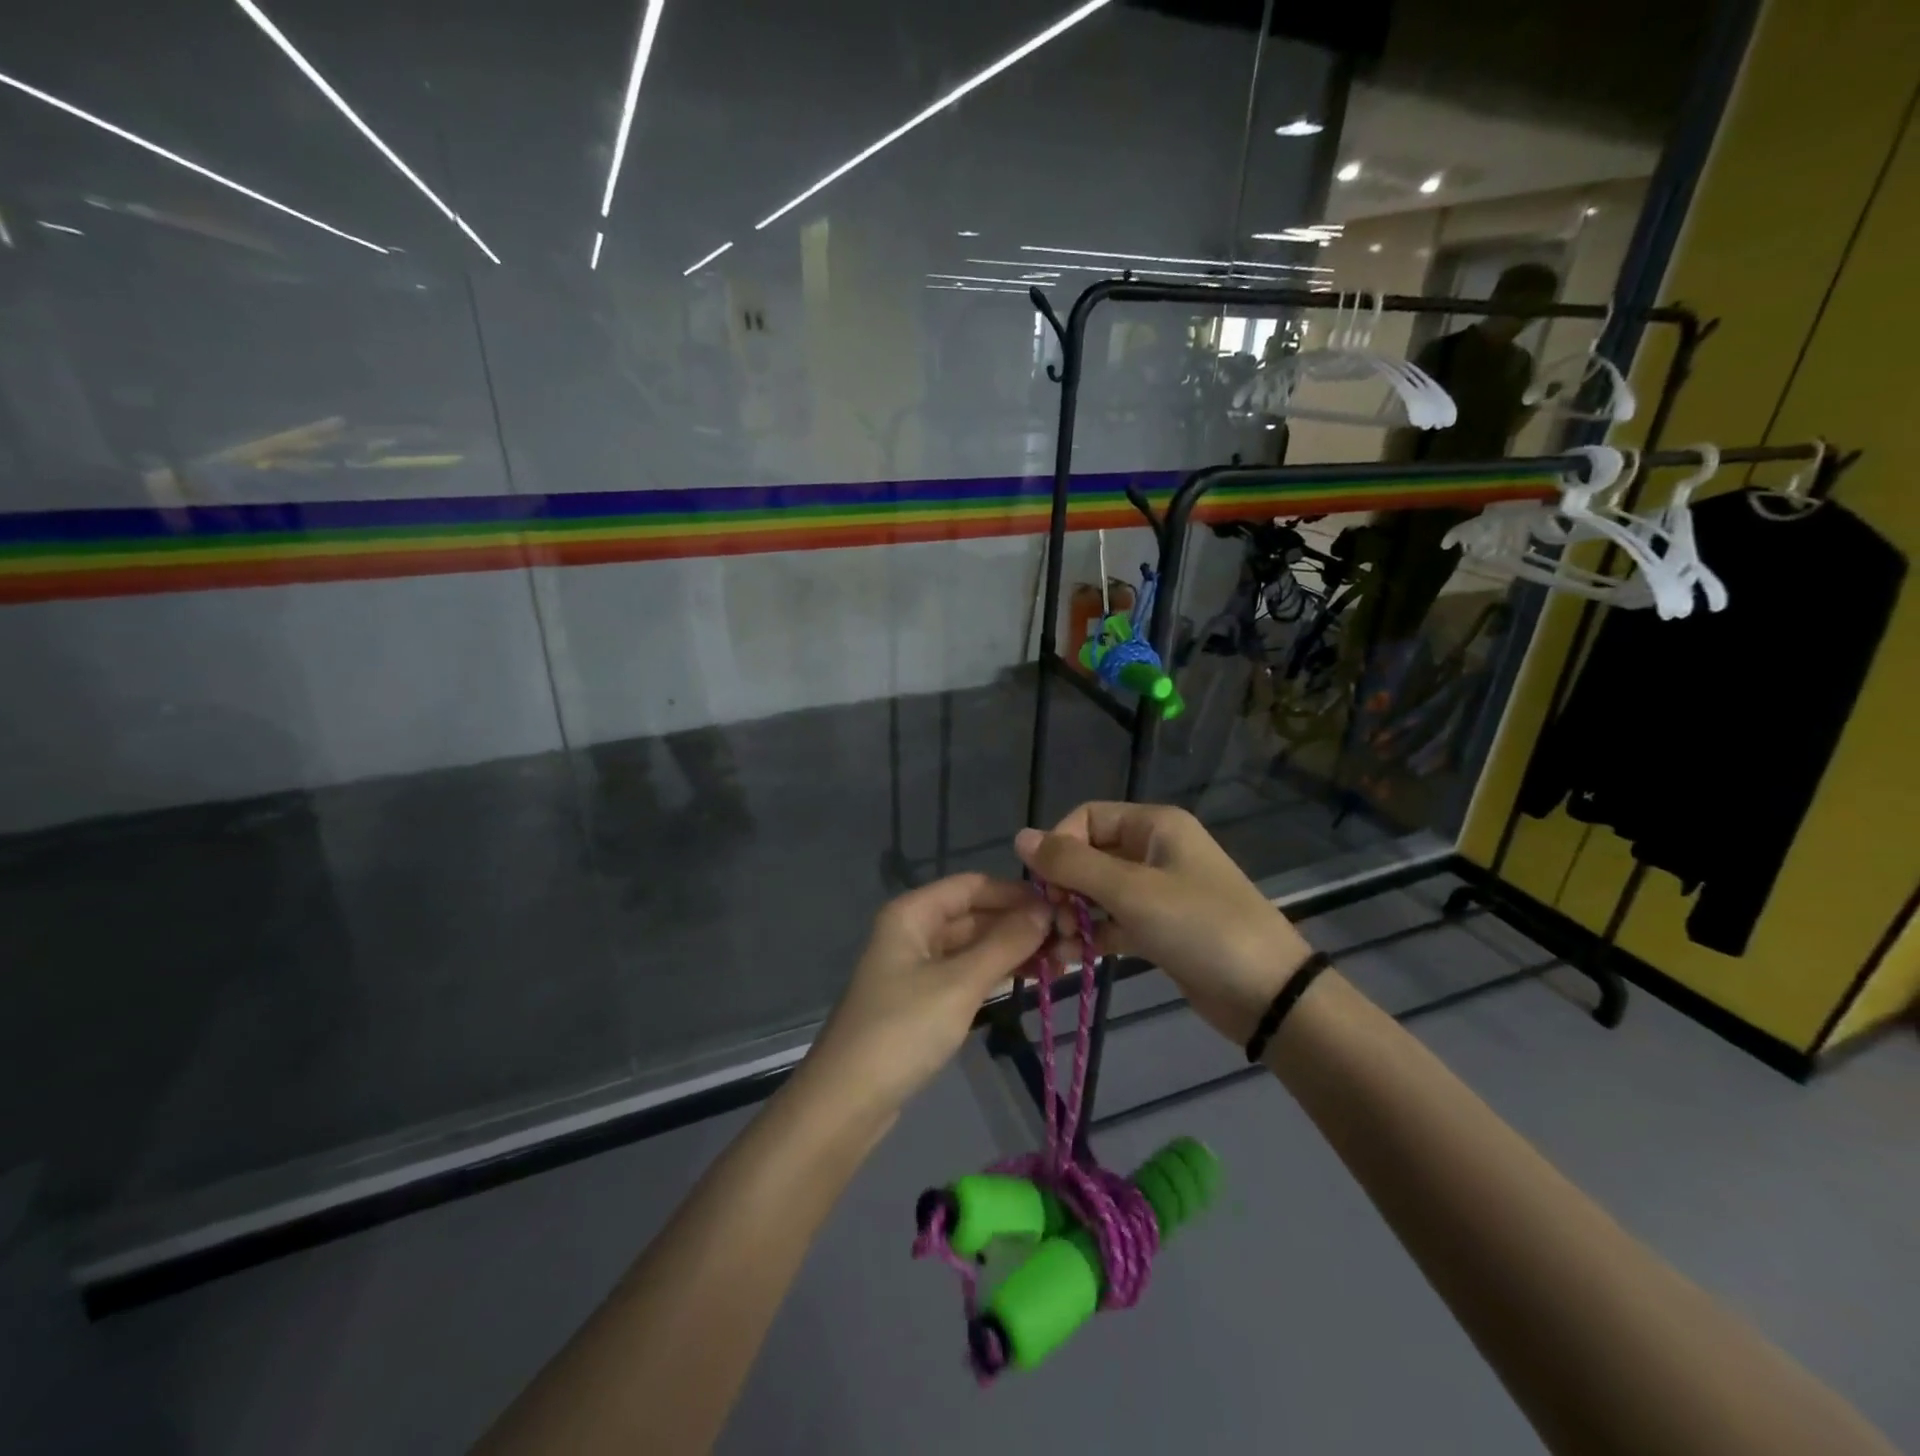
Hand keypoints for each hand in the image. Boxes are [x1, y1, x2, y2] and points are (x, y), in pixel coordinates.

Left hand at [801, 874, 1049, 1118]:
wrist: (848, 1101)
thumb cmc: (903, 1030)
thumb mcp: (959, 983)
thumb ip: (1005, 943)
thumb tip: (1046, 909)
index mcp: (913, 913)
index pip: (972, 885)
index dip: (1016, 892)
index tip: (1061, 905)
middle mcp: (914, 931)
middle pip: (974, 914)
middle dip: (1019, 924)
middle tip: (1072, 940)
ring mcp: (917, 966)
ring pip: (974, 945)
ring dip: (1013, 950)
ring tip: (1063, 961)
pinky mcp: (923, 999)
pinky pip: (967, 972)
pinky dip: (997, 973)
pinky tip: (1033, 979)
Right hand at [1015, 802, 1313, 1044]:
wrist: (1268, 994)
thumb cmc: (1200, 927)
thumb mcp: (1131, 891)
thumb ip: (1072, 864)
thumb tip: (1019, 836)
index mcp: (1154, 826)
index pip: (1087, 818)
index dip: (1060, 845)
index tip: (1044, 885)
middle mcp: (1155, 850)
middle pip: (1090, 855)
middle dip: (1064, 887)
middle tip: (1054, 923)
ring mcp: (1159, 891)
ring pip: (1099, 892)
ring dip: (1074, 915)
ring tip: (1061, 946)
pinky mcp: (1160, 928)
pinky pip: (1114, 922)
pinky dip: (1093, 936)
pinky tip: (1070, 961)